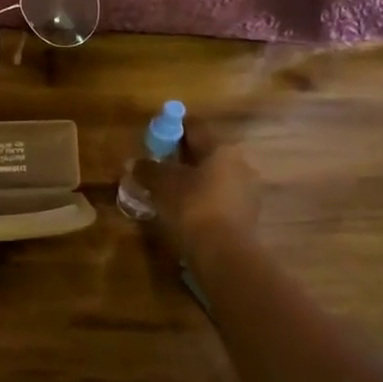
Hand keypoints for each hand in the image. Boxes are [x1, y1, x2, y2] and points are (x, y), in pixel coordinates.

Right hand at [130, 117, 260, 256]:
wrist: (224, 253)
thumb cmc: (192, 207)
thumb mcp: (162, 185)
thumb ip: (148, 169)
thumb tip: (134, 162)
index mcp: (220, 148)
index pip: (195, 128)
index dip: (173, 129)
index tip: (156, 137)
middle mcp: (239, 163)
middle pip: (206, 153)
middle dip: (183, 157)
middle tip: (160, 165)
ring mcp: (247, 190)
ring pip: (215, 177)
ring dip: (194, 180)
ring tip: (170, 191)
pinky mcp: (248, 215)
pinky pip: (220, 198)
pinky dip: (204, 199)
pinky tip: (187, 210)